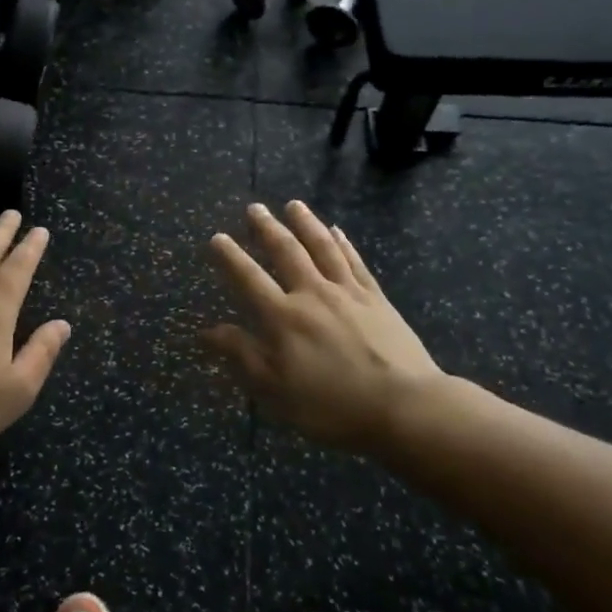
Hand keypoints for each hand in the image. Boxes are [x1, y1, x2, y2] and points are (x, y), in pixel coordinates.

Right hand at [201, 200, 461, 456]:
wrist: (404, 407)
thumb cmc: (332, 406)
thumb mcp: (275, 391)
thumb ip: (242, 355)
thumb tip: (207, 330)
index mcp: (283, 318)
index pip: (249, 279)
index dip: (231, 257)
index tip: (217, 237)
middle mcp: (312, 294)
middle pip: (286, 252)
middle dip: (267, 228)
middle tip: (255, 208)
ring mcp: (347, 292)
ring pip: (322, 247)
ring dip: (305, 223)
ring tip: (293, 205)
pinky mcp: (376, 298)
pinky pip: (354, 262)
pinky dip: (343, 243)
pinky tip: (336, 230)